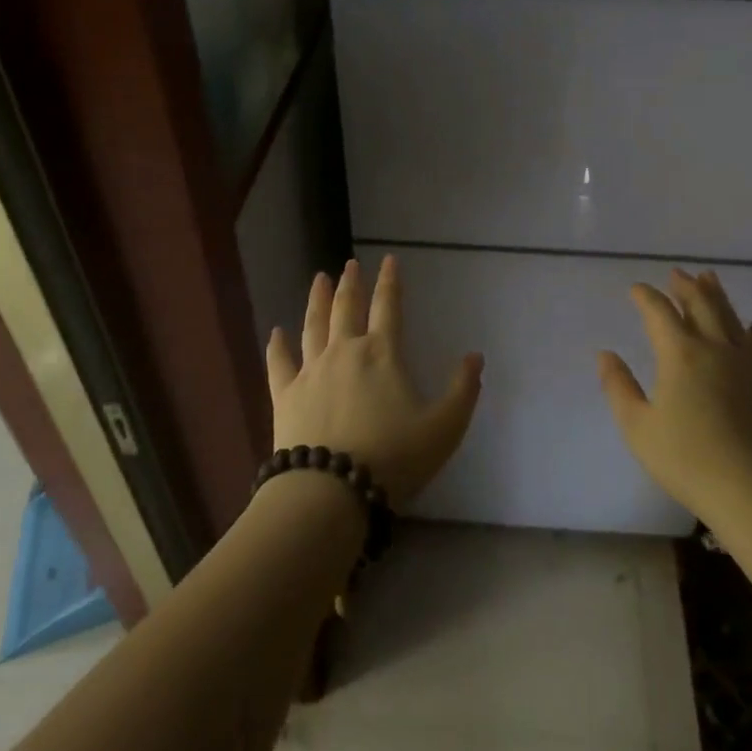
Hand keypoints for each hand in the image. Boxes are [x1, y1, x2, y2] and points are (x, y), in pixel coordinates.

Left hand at [266, 255, 483, 505]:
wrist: (331, 490)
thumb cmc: (393, 458)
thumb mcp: (444, 428)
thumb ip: (463, 390)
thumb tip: (475, 357)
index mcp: (382, 354)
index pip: (389, 307)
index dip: (390, 282)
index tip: (389, 260)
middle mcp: (344, 352)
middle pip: (347, 308)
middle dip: (351, 284)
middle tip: (350, 264)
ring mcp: (310, 371)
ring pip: (313, 326)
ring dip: (317, 301)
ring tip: (319, 280)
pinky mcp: (285, 396)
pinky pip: (279, 363)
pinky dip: (277, 346)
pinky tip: (275, 333)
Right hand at [598, 269, 751, 521]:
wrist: (749, 489)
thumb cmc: (684, 458)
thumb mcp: (637, 425)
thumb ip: (619, 386)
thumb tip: (605, 354)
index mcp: (679, 354)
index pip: (659, 313)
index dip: (646, 297)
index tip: (635, 289)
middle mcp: (714, 349)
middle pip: (700, 305)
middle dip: (685, 287)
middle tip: (675, 273)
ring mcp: (743, 365)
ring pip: (729, 318)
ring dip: (716, 295)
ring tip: (708, 278)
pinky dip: (748, 329)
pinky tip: (751, 325)